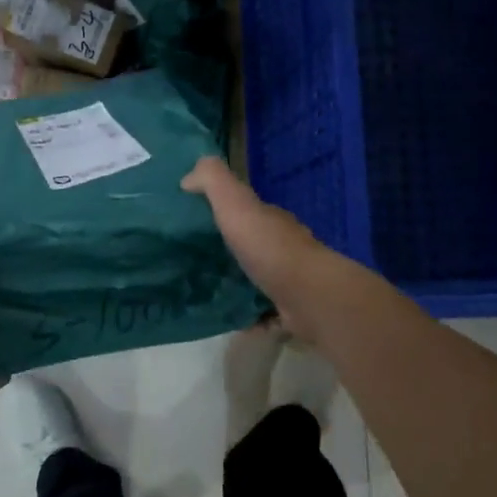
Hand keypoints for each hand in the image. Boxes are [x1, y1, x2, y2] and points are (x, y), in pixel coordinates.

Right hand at [181, 157, 333, 338]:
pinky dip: (249, 317)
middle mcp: (282, 246)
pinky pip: (264, 313)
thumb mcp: (235, 205)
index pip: (245, 210)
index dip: (221, 211)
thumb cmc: (269, 248)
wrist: (308, 296)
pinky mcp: (290, 310)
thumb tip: (188, 175)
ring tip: (204, 292)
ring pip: (257, 278)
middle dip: (227, 250)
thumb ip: (213, 181)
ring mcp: (289, 280)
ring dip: (237, 284)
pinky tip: (228, 321)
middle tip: (191, 261)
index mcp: (269, 220)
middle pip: (251, 244)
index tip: (191, 220)